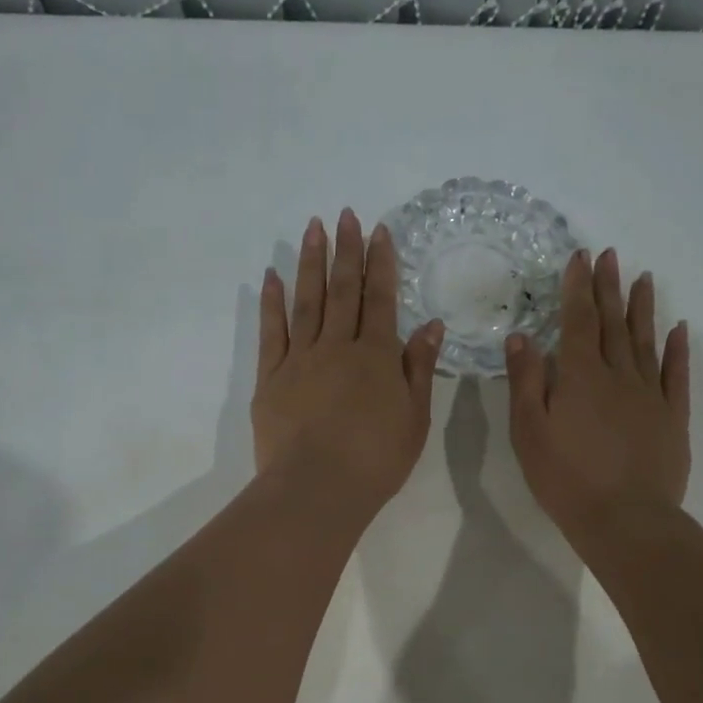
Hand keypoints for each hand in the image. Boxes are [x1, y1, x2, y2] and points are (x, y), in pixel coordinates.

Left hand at [253, 209, 443, 515]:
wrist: (317, 487)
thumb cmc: (375, 460)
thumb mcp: (414, 418)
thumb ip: (419, 369)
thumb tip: (431, 326)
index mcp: (376, 357)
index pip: (381, 300)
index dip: (380, 264)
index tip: (378, 231)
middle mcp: (338, 347)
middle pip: (342, 291)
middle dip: (345, 251)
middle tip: (345, 215)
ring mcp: (300, 359)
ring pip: (307, 301)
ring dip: (311, 263)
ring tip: (312, 229)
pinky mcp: (271, 378)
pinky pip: (272, 331)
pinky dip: (272, 302)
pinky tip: (272, 276)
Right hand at [507, 248, 689, 543]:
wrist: (624, 518)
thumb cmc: (565, 478)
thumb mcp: (529, 432)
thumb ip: (526, 382)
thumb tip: (522, 338)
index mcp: (580, 377)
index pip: (578, 322)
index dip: (578, 288)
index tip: (581, 257)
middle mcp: (619, 376)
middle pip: (613, 324)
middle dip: (609, 288)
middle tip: (610, 255)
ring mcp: (650, 395)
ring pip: (645, 342)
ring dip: (643, 309)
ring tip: (644, 279)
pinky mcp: (672, 418)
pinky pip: (676, 375)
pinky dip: (677, 350)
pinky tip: (679, 330)